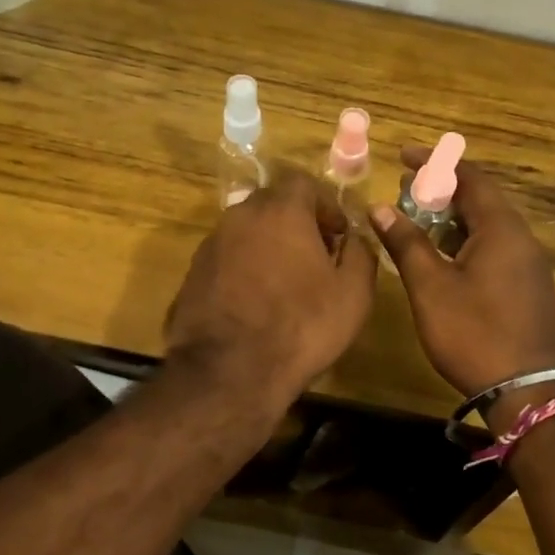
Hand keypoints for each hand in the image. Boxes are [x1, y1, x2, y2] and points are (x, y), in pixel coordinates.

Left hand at [165, 167, 377, 409]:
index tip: (338, 234)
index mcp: (281, 211)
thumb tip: (354, 239)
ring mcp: (212, 245)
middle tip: (316, 256)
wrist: (229, 371)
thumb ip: (361, 254)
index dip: (326, 205)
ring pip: (248, 231)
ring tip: (287, 283)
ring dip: (269, 245)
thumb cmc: (302, 326)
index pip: (304, 183)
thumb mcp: (354, 294)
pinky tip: (257, 302)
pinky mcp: (193, 274)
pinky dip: (245, 269)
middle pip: (273, 204)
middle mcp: (241, 217)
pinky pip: (228, 258)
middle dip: (297, 222)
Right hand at [371, 146, 554, 428]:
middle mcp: (521, 237)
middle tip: (405, 192)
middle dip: (442, 190)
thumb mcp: (430, 287)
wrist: (529, 391)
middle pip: (481, 199)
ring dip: (453, 218)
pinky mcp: (528, 287)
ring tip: (417, 222)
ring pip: (488, 226)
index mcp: (501, 228)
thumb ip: (406, 243)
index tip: (403, 156)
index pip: (470, 177)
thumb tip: (380, 207)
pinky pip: (495, 247)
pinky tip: (443, 259)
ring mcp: (528, 264)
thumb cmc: (475, 333)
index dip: (435, 162)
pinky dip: (466, 241)